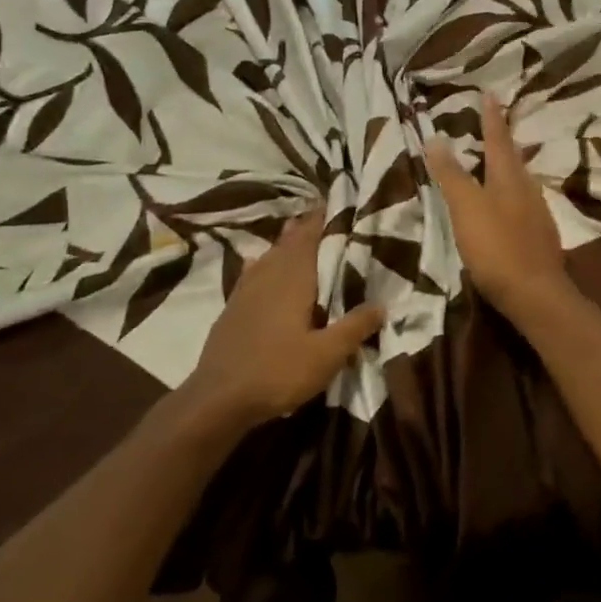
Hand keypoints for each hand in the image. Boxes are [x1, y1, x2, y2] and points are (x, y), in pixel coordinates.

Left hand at [184, 206, 384, 428]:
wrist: (217, 399)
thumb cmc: (277, 372)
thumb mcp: (327, 355)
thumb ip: (355, 326)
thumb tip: (383, 304)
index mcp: (292, 280)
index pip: (309, 238)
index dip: (321, 220)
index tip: (334, 202)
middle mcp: (267, 277)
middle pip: (288, 243)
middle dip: (304, 227)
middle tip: (322, 214)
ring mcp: (245, 292)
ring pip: (268, 256)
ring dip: (283, 242)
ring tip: (295, 230)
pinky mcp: (232, 309)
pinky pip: (251, 273)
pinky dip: (261, 262)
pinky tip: (257, 263)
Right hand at [424, 92, 572, 321]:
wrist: (535, 293)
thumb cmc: (496, 247)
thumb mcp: (466, 208)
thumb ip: (452, 175)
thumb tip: (436, 138)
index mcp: (508, 178)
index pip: (498, 139)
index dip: (491, 117)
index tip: (489, 94)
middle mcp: (527, 188)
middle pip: (514, 157)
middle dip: (503, 138)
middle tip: (495, 122)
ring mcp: (537, 213)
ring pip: (522, 179)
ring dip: (510, 165)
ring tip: (499, 158)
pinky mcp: (540, 235)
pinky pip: (524, 201)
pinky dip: (513, 192)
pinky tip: (509, 202)